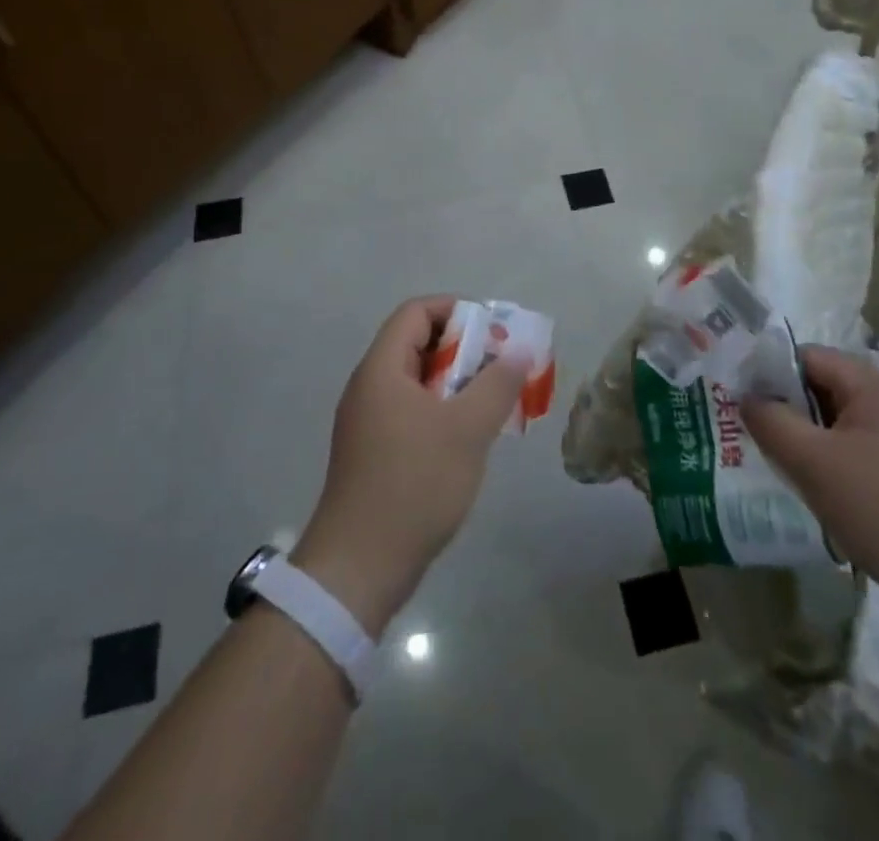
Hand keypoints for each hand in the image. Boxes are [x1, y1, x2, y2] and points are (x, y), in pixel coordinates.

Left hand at [292, 296, 524, 634]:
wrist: (359, 568)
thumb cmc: (414, 485)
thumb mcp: (467, 429)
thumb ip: (497, 384)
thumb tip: (518, 351)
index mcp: (382, 369)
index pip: (417, 312)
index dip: (457, 310)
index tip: (494, 332)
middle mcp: (369, 387)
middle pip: (417, 343)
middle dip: (464, 349)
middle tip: (501, 368)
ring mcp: (368, 422)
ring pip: (418, 381)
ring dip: (458, 383)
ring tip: (494, 403)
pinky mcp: (373, 453)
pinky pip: (412, 411)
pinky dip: (443, 411)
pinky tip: (470, 438)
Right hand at [743, 345, 878, 635]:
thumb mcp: (813, 461)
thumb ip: (771, 421)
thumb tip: (746, 398)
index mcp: (871, 386)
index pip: (807, 357)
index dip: (768, 371)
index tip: (736, 398)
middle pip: (820, 390)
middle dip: (782, 408)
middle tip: (745, 433)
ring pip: (833, 426)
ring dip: (801, 441)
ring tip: (768, 463)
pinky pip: (850, 456)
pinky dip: (823, 466)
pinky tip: (806, 492)